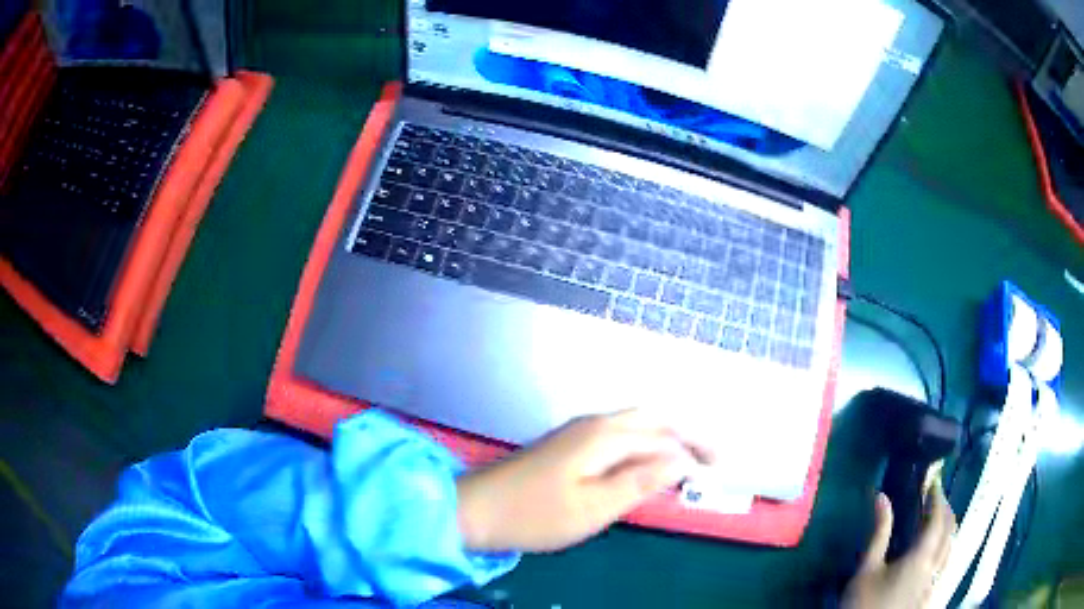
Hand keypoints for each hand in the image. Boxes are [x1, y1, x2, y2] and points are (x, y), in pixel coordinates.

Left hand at [456, 409, 712, 552]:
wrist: (477, 509)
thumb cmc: (536, 515)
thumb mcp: (595, 506)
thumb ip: (641, 480)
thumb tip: (681, 459)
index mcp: (605, 435)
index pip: (664, 434)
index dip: (695, 447)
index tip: (718, 466)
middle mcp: (594, 424)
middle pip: (652, 420)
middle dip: (684, 435)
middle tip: (708, 459)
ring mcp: (578, 432)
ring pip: (634, 426)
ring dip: (663, 440)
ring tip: (683, 464)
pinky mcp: (567, 445)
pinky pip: (617, 437)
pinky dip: (641, 446)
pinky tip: (643, 466)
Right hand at [842, 481, 956, 608]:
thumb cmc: (863, 602)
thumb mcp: (866, 569)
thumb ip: (879, 534)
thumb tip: (882, 497)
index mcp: (920, 558)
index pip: (938, 520)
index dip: (938, 498)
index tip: (934, 481)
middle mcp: (934, 567)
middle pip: (950, 532)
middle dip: (945, 511)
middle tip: (935, 498)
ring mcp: (934, 583)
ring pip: (951, 548)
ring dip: (948, 529)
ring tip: (937, 521)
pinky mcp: (930, 594)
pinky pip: (946, 564)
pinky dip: (945, 548)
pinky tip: (935, 552)